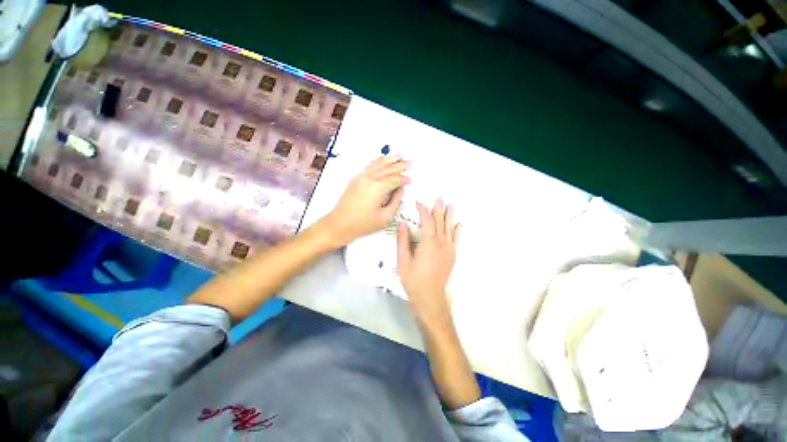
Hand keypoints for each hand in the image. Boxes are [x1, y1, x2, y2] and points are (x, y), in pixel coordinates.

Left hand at [319, 155, 409, 246]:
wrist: (339, 224)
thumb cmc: (362, 224)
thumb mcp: (385, 217)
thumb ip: (396, 201)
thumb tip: (400, 190)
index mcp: (378, 188)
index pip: (395, 179)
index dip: (404, 179)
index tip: (410, 180)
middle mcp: (369, 179)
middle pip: (388, 169)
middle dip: (400, 165)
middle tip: (410, 162)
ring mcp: (361, 177)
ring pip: (378, 164)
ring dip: (390, 160)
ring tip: (399, 155)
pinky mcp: (356, 179)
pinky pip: (369, 166)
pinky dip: (378, 161)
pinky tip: (382, 159)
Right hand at [397, 199, 459, 321]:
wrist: (430, 297)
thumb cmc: (413, 279)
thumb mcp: (403, 260)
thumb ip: (403, 240)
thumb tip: (402, 223)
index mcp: (428, 243)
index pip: (427, 221)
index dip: (423, 210)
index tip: (419, 202)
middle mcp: (441, 243)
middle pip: (440, 222)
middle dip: (439, 209)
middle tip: (439, 197)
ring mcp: (448, 250)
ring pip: (449, 229)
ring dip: (449, 216)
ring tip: (450, 205)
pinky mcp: (452, 256)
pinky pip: (456, 240)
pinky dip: (457, 231)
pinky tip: (459, 224)